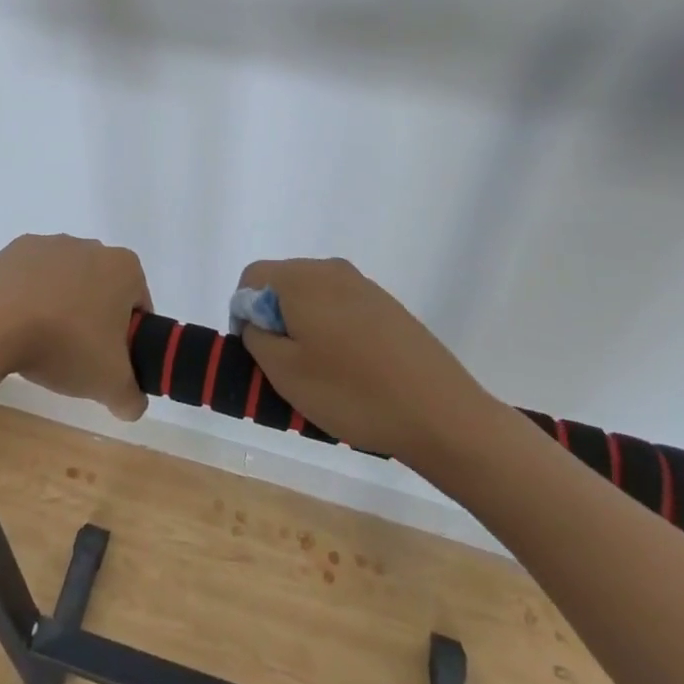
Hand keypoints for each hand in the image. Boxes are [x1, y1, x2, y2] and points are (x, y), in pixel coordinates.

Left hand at [0, 234, 151, 421]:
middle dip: (93, 318)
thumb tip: (132, 404)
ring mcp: (49, 244)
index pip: (138, 304)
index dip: (129, 336)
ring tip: (42, 344)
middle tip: (78, 356)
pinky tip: (16, 326)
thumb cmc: (65, 344)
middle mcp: (90, 246)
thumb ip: (131, 397)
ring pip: (65, 281)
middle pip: (101, 288)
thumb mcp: (109, 383)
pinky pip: (30, 278)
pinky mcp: (14, 250)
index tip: (110, 360)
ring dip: (60, 306)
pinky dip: (28, 297)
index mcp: (123, 267)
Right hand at [237, 258, 486, 464]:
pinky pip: (343, 310)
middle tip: (286, 369)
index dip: (244, 313)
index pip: (252, 277)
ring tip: (321, 376)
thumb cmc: (352, 393)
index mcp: (302, 278)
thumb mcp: (285, 373)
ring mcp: (364, 286)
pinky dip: (334, 334)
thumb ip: (257, 337)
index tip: (258, 354)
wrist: (440, 413)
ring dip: (305, 329)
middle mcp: (332, 269)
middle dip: (275, 320)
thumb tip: (255, 317)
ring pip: (314, 298)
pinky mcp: (388, 307)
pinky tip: (352, 373)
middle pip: (283, 283)